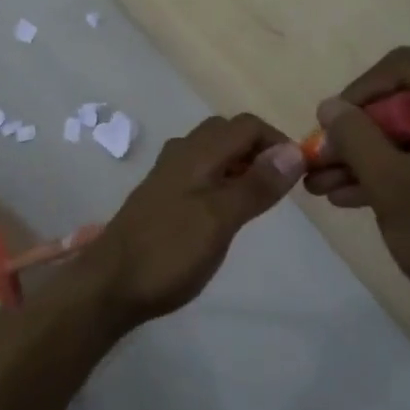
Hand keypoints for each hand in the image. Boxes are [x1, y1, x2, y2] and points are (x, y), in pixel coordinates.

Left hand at [78, 114, 304, 326]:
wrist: (109, 285)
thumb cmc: (169, 252)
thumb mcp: (220, 219)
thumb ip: (256, 185)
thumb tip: (295, 151)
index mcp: (196, 153)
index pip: (246, 125)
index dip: (277, 141)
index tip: (299, 173)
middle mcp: (180, 155)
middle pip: (227, 133)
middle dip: (258, 149)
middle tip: (278, 185)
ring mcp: (167, 176)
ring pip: (211, 152)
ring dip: (239, 164)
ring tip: (257, 198)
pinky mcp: (160, 197)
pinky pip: (199, 172)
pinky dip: (221, 179)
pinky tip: (224, 211)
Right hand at [304, 48, 409, 334]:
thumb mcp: (393, 187)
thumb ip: (356, 138)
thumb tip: (330, 105)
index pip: (402, 69)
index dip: (357, 93)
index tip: (330, 130)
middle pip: (405, 104)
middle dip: (356, 136)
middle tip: (316, 165)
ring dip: (367, 158)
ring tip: (320, 186)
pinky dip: (395, 172)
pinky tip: (351, 196)